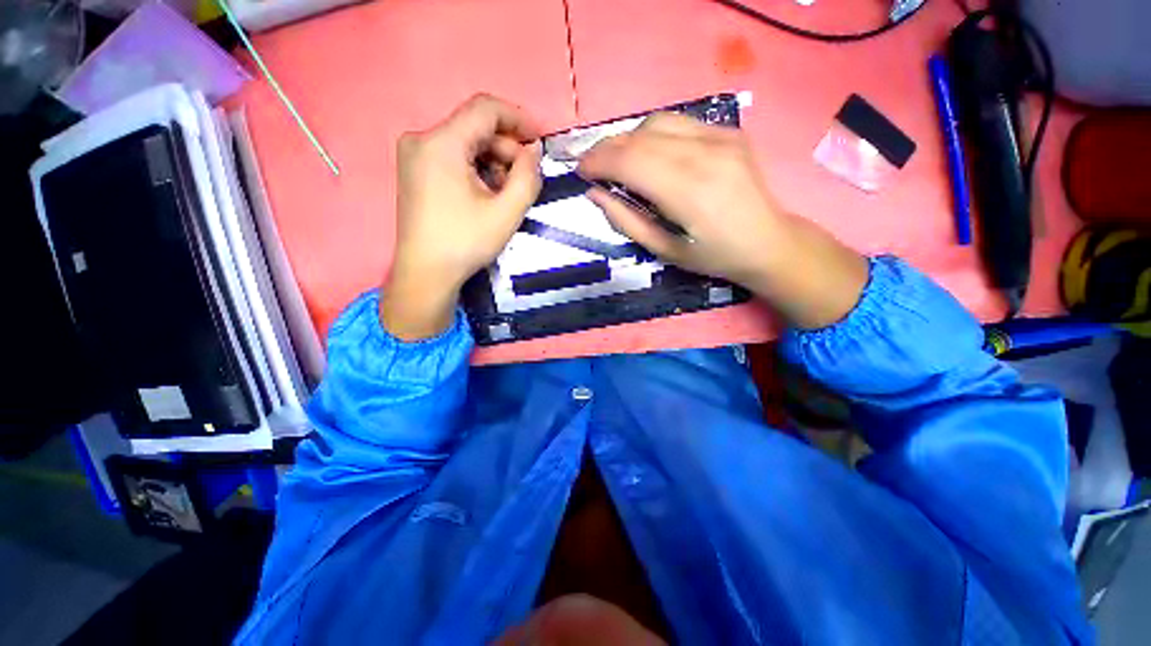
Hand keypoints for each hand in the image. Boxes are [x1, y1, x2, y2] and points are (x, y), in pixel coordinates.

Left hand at [381, 94, 542, 339]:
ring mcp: (413, 151)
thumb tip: (533, 150)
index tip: (538, 141)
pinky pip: (452, 147)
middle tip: (523, 173)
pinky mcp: (412, 164)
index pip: (486, 107)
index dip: (519, 118)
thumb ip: (528, 172)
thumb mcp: (507, 210)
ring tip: (503, 187)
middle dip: (506, 143)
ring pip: (466, 135)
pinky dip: (473, 160)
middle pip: (476, 122)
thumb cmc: (462, 243)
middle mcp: (421, 138)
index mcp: (441, 143)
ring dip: (491, 154)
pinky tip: (483, 187)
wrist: (422, 275)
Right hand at [579, 113, 867, 328]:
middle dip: (608, 148)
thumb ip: (625, 220)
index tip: (582, 172)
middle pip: (638, 136)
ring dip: (633, 137)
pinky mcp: (730, 133)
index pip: (627, 159)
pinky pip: (682, 122)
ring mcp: (721, 139)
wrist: (772, 242)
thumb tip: (594, 191)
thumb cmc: (718, 255)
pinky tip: (662, 153)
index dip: (596, 161)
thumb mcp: (666, 251)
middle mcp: (705, 156)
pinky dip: (661, 134)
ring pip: (657, 121)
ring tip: (629, 158)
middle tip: (598, 166)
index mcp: (689, 191)